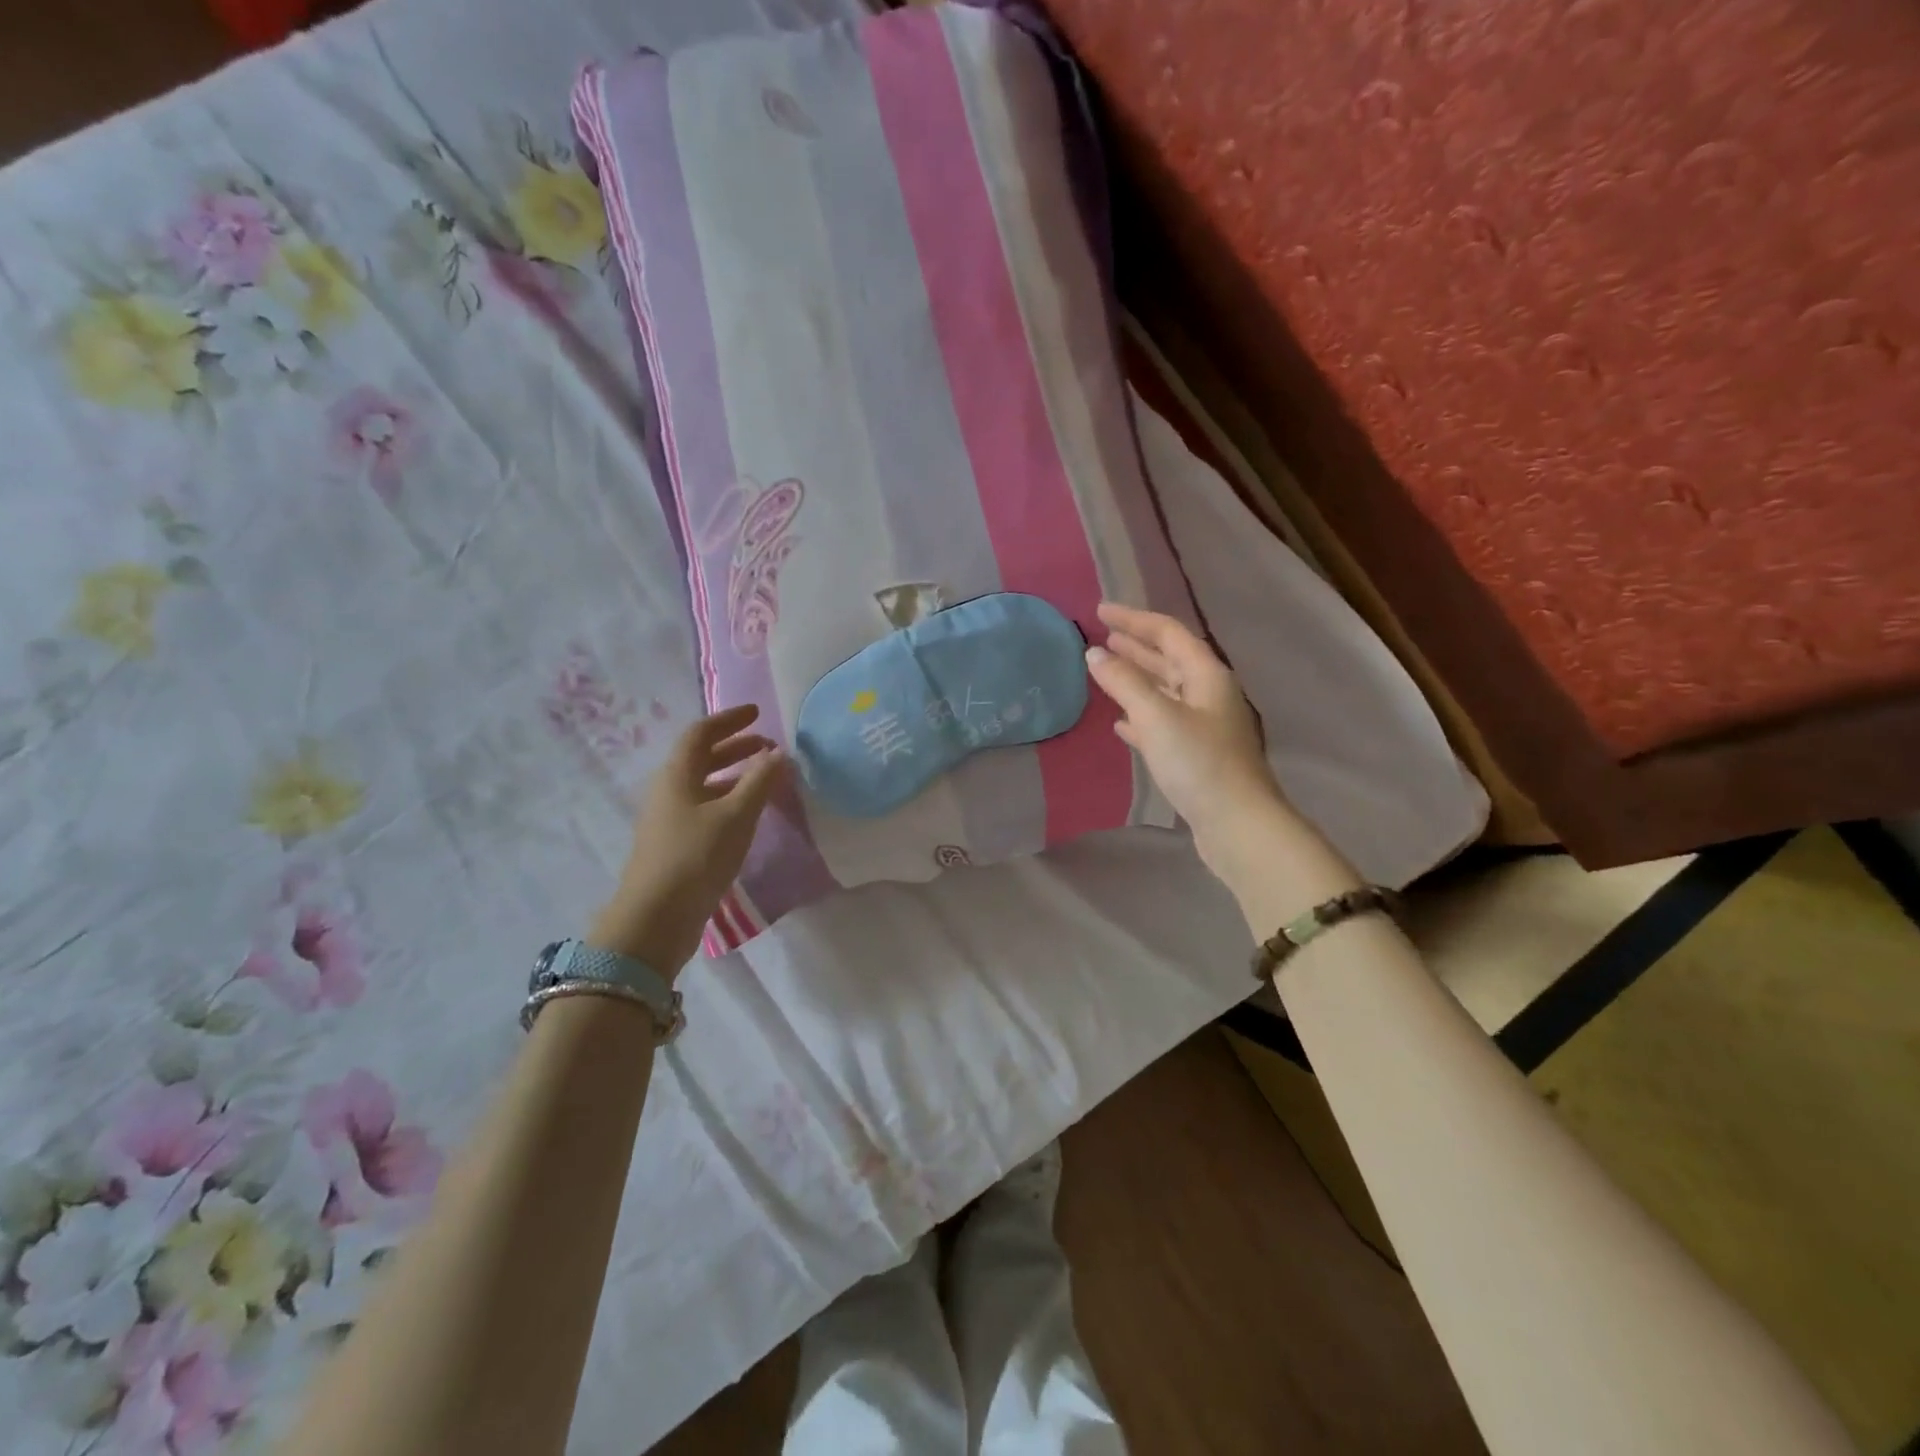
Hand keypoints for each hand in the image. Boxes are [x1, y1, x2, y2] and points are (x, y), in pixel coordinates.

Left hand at [588, 705, 784, 977]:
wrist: (656, 918)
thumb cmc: (696, 857)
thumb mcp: (736, 815)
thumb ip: (760, 781)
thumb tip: (779, 753)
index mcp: (677, 775)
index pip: (701, 733)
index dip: (729, 720)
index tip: (757, 713)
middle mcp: (669, 790)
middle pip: (701, 757)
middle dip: (735, 747)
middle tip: (768, 747)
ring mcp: (669, 819)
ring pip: (704, 784)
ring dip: (733, 775)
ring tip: (765, 780)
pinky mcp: (675, 844)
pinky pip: (704, 808)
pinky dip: (728, 800)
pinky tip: (748, 816)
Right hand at [1085, 603, 1288, 873]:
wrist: (1237, 823)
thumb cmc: (1198, 763)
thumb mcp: (1156, 716)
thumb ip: (1123, 682)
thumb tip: (1094, 654)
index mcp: (1207, 675)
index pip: (1168, 633)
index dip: (1134, 619)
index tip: (1100, 612)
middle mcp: (1209, 694)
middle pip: (1169, 660)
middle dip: (1136, 646)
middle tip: (1102, 636)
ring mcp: (1204, 726)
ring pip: (1165, 692)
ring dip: (1137, 679)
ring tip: (1106, 670)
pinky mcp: (1196, 755)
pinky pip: (1163, 723)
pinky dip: (1141, 717)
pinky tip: (1121, 723)